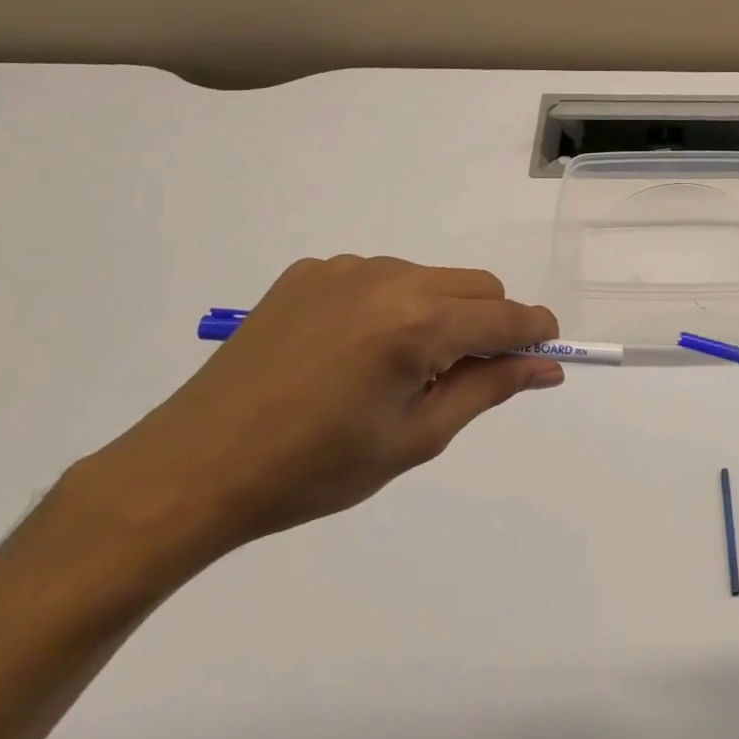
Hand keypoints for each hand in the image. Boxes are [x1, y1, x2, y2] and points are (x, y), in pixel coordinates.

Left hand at [72, 256, 561, 563]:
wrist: (193, 468)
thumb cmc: (314, 470)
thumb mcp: (416, 438)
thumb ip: (489, 389)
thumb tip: (545, 366)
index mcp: (417, 323)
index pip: (506, 315)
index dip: (535, 333)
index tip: (544, 356)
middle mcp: (388, 278)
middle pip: (476, 285)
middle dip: (489, 324)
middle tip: (463, 378)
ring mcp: (344, 268)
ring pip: (430, 278)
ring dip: (441, 313)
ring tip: (399, 370)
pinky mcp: (309, 271)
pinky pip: (381, 277)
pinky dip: (393, 306)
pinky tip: (355, 351)